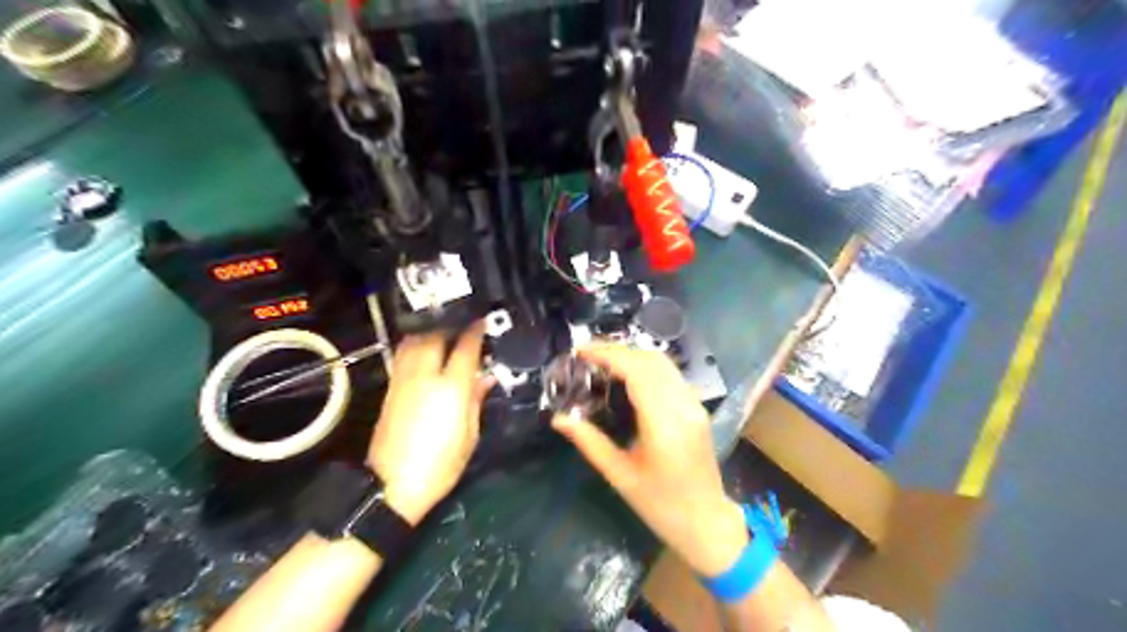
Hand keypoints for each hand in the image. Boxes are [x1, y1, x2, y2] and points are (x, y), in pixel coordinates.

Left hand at [368, 324, 492, 525]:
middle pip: (435, 336)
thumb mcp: (469, 436)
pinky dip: (416, 344)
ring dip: (430, 331)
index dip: (476, 331)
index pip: (465, 348)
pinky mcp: (390, 389)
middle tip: (464, 323)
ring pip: (415, 341)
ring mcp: (403, 380)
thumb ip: (477, 400)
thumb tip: (486, 377)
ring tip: (444, 330)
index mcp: (451, 388)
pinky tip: (424, 348)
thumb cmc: (440, 465)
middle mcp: (425, 376)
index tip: (483, 321)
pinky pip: (403, 355)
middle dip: (451, 324)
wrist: (392, 486)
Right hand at [555, 346, 744, 576]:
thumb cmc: (661, 506)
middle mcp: (684, 407)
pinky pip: (671, 375)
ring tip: (602, 362)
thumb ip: (589, 442)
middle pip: (651, 360)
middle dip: (617, 350)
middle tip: (587, 355)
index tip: (581, 351)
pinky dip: (646, 366)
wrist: (707, 524)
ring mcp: (695, 406)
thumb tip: (559, 419)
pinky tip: (627, 376)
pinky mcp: (698, 409)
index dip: (608, 355)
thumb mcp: (620, 476)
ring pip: (663, 363)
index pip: (637, 371)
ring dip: (632, 356)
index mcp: (664, 425)